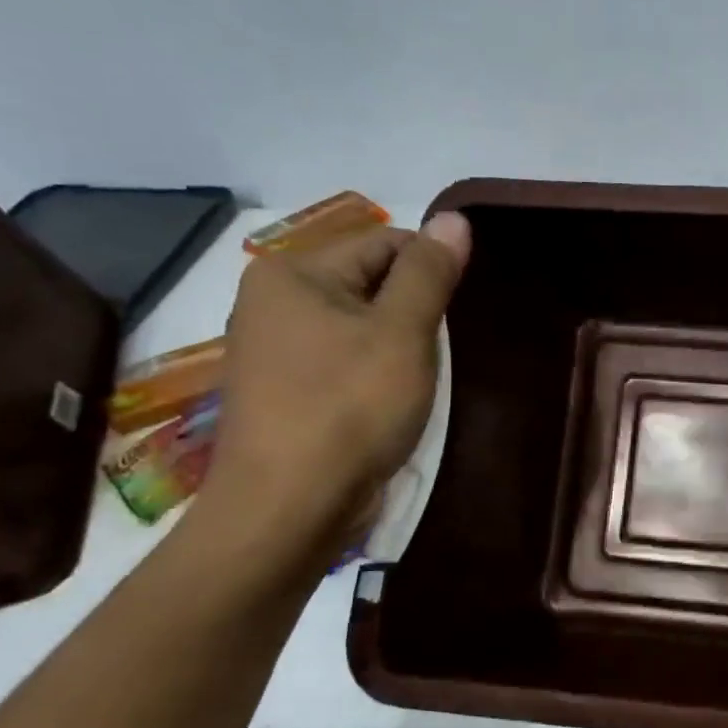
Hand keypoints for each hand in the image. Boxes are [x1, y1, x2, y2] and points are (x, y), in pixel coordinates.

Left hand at [205, 213, 470, 547]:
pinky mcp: (284, 391)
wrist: (287, 509)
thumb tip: (454, 218)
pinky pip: (344, 361)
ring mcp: (274, 349)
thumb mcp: (401, 334)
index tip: (454, 319)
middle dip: (413, 314)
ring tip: (415, 385)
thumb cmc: (348, 409)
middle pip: (370, 283)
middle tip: (432, 358)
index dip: (430, 275)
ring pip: (361, 326)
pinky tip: (389, 404)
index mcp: (292, 272)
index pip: (385, 243)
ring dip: (398, 348)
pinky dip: (374, 373)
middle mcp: (273, 300)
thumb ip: (428, 273)